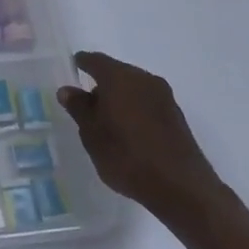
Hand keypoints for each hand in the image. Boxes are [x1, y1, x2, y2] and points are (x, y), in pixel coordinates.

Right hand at [59, 52, 228, 226]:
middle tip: (86, 103)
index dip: (82, 63)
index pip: (95, 60)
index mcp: (119, 77)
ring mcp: (163, 96)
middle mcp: (143, 79)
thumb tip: (67, 90)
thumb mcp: (92, 134)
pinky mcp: (176, 115)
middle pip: (116, 72)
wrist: (181, 187)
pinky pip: (147, 102)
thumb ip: (79, 108)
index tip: (73, 68)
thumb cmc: (127, 156)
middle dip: (101, 84)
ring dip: (119, 98)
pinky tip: (128, 131)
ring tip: (106, 121)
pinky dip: (134, 109)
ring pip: (133, 88)